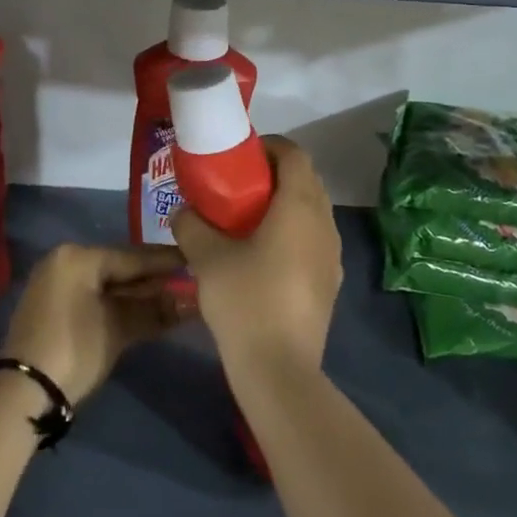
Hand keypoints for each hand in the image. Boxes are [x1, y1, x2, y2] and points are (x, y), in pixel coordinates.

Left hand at [0, 244, 190, 404]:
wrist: (22, 391)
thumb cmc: (74, 349)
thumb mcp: (118, 329)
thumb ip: (155, 311)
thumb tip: (192, 302)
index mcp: (78, 256)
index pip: (132, 256)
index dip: (166, 261)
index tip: (195, 259)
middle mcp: (65, 260)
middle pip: (119, 267)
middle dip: (153, 279)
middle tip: (188, 281)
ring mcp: (56, 282)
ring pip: (106, 283)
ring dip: (137, 294)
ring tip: (174, 297)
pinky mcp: (52, 305)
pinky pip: (93, 295)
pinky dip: (117, 303)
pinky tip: (143, 311)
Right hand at [171, 136, 340, 375]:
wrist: (280, 370)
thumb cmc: (245, 301)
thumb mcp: (207, 258)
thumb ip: (192, 225)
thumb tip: (183, 211)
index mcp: (299, 206)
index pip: (294, 154)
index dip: (270, 146)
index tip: (241, 154)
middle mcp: (324, 223)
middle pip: (306, 179)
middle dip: (275, 173)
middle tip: (240, 183)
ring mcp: (332, 254)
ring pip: (312, 210)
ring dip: (286, 203)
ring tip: (249, 217)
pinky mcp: (331, 282)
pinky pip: (314, 238)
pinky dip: (293, 231)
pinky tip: (264, 253)